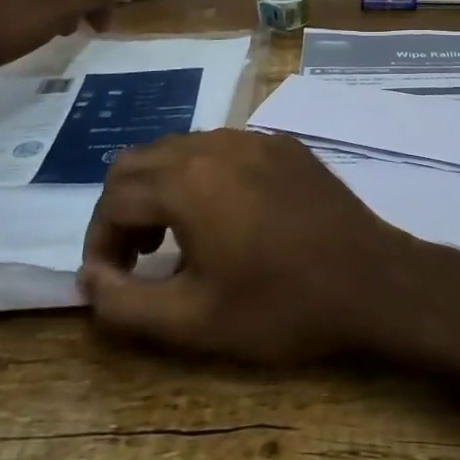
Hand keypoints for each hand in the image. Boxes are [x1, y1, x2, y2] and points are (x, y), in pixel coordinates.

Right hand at [80, 130, 429, 364]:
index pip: (113, 197)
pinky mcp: (284, 144)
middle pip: (140, 160)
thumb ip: (123, 302)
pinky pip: (223, 147)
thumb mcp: (192, 321)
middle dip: (124, 207)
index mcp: (188, 180)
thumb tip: (89, 276)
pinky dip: (202, 174)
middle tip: (139, 256)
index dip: (98, 240)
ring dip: (162, 187)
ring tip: (177, 238)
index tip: (111, 279)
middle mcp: (216, 144)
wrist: (370, 278)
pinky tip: (227, 216)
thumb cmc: (280, 305)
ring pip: (181, 147)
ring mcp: (255, 138)